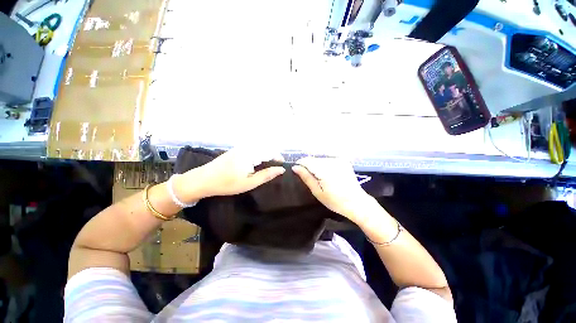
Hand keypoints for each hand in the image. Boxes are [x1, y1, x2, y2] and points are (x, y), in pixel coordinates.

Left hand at [195, 147, 285, 197]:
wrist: (202, 180)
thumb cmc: (227, 183)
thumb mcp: (249, 182)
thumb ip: (267, 175)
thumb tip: (282, 169)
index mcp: (251, 153)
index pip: (270, 151)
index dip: (278, 158)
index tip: (282, 166)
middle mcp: (246, 147)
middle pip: (265, 147)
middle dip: (273, 156)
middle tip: (276, 168)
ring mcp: (240, 147)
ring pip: (259, 148)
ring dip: (266, 155)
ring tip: (268, 166)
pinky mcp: (236, 150)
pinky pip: (252, 149)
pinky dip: (258, 155)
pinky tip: (257, 163)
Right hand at [292, 157, 374, 223]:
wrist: (356, 202)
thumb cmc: (335, 201)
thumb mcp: (317, 192)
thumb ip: (306, 177)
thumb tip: (295, 167)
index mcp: (324, 170)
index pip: (307, 160)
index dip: (300, 164)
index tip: (297, 170)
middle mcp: (332, 161)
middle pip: (314, 159)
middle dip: (308, 165)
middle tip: (309, 177)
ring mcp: (339, 160)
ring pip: (321, 159)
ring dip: (316, 165)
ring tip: (319, 177)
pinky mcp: (343, 161)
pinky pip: (328, 160)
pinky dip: (324, 165)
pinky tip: (327, 174)